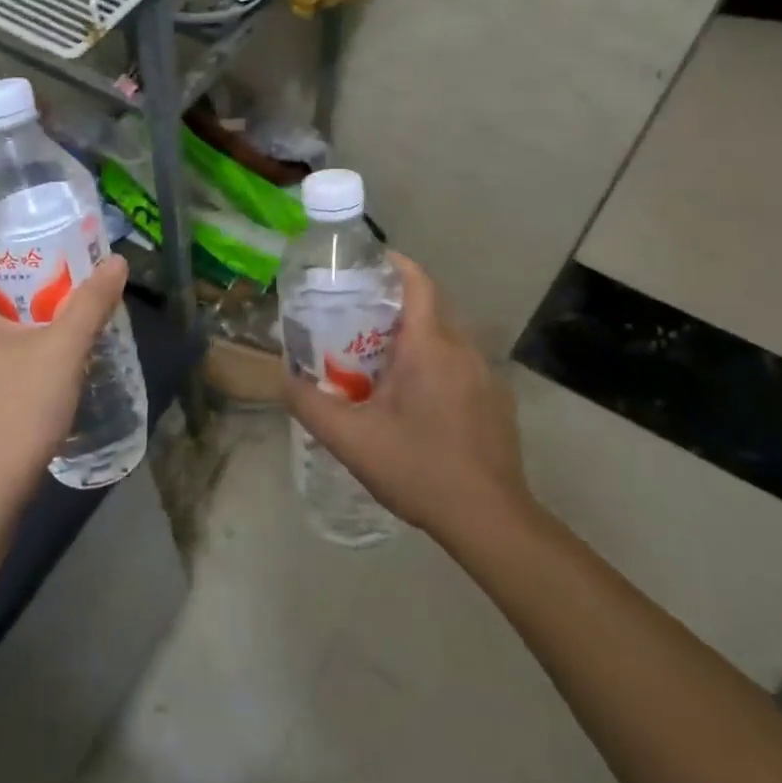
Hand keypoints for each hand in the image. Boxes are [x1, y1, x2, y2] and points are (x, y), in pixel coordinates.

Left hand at [0, 226, 128, 506]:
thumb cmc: (15, 411)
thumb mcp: (63, 350)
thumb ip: (90, 303)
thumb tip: (115, 263)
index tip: (20, 221)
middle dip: (9, 259)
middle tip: (53, 249)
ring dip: (16, 293)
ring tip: (60, 284)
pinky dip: (15, 323)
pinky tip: (52, 331)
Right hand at [284, 252, 533, 545]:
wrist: (489, 519)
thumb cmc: (418, 468)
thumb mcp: (350, 439)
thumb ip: (310, 405)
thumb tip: (284, 379)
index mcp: (429, 346)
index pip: (418, 282)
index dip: (395, 263)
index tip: (368, 262)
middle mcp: (462, 349)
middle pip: (430, 307)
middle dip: (396, 304)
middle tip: (358, 318)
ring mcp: (486, 375)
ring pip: (447, 337)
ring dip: (417, 336)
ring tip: (382, 358)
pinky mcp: (497, 400)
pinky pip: (462, 363)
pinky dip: (437, 362)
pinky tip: (418, 399)